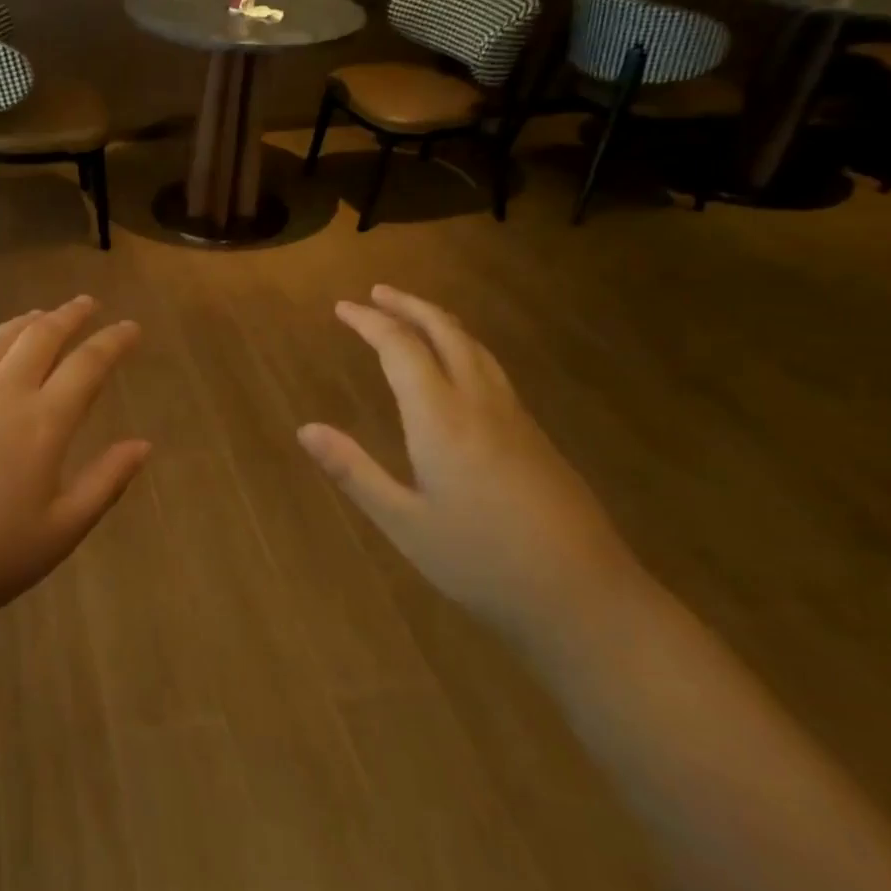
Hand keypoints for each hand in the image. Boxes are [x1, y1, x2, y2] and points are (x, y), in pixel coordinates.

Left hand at [0, 296, 149, 643]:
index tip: (131, 327)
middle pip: (41, 336)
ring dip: (25, 323)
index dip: (114, 341)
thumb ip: (106, 483)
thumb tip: (143, 445)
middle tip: (87, 303)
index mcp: (43, 422)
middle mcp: (1, 392)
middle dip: (70, 315)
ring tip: (40, 316)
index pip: (88, 364)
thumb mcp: (60, 531)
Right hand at [297, 285, 640, 643]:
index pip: (401, 348)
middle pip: (446, 332)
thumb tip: (305, 429)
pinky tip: (456, 367)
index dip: (370, 322)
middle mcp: (480, 403)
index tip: (343, 307)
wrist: (585, 598)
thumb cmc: (481, 562)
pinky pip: (492, 369)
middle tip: (377, 293)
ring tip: (412, 315)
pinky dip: (462, 346)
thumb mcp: (404, 523)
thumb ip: (354, 471)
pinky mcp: (535, 435)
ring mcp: (515, 417)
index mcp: (442, 418)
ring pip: (475, 347)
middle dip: (409, 306)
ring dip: (439, 321)